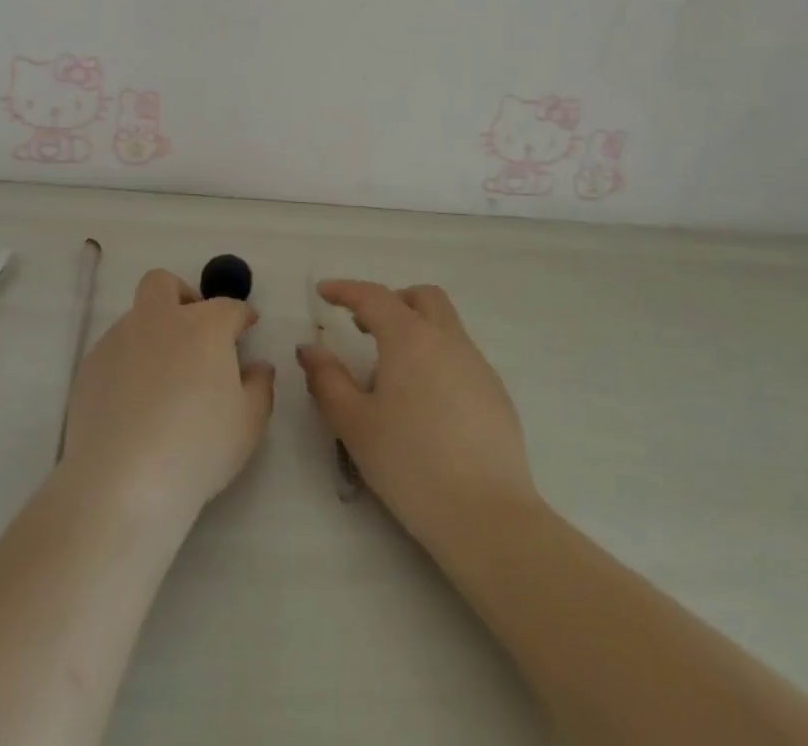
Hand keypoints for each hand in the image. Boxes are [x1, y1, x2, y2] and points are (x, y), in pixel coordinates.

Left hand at [58, 269, 274, 526]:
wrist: (122, 480)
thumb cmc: (198, 448)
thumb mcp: (249, 424)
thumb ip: (260, 386)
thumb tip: (257, 366)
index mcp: (203, 326)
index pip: (229, 307)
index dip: (241, 316)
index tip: (247, 327)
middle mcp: (160, 319)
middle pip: (165, 284)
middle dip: (183, 296)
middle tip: (195, 332)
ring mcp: (119, 339)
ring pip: (137, 318)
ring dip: (154, 334)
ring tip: (163, 381)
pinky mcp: (90, 366)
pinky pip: (115, 351)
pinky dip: (129, 363)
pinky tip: (134, 403)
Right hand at [297, 280, 538, 546]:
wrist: (488, 517)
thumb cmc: (411, 465)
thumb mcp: (355, 424)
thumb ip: (328, 380)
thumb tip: (310, 349)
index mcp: (410, 339)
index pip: (374, 297)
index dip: (345, 290)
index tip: (324, 292)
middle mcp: (448, 340)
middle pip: (422, 298)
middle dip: (392, 301)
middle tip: (365, 327)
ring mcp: (478, 366)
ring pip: (446, 326)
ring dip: (416, 330)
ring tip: (393, 374)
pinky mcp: (497, 395)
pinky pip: (462, 358)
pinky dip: (438, 359)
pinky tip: (427, 404)